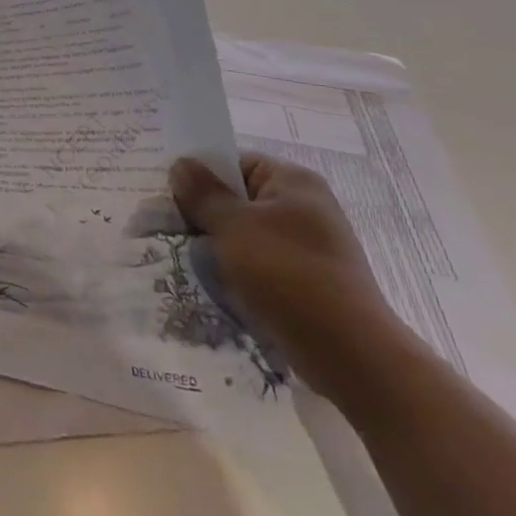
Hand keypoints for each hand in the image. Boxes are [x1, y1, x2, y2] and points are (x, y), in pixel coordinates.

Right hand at [171, 153, 408, 405]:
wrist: (350, 354)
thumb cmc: (288, 274)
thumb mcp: (234, 226)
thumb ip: (203, 193)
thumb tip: (181, 164)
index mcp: (293, 181)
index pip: (233, 162)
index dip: (198, 173)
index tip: (164, 190)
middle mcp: (304, 206)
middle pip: (238, 196)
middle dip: (202, 210)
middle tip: (164, 221)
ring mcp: (306, 244)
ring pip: (244, 231)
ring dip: (215, 241)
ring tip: (181, 251)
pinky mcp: (304, 277)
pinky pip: (258, 259)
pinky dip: (234, 265)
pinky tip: (210, 277)